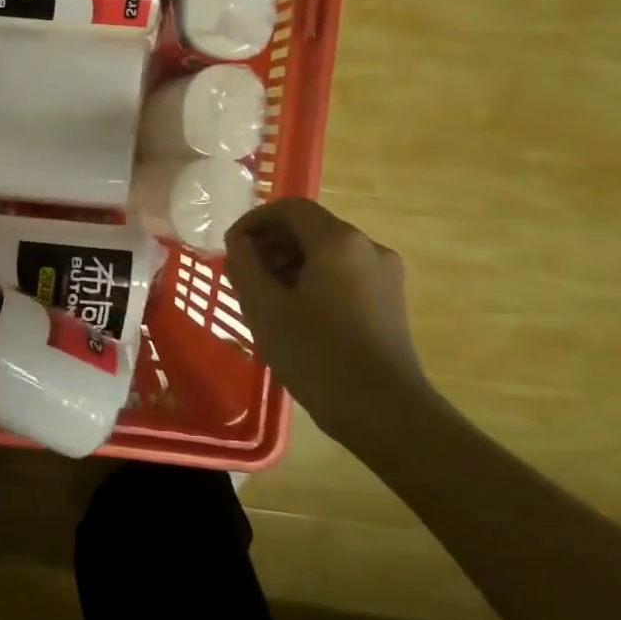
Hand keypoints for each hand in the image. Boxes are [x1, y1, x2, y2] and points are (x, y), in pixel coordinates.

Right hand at [224, 198, 432, 430]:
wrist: (384, 411)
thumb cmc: (317, 354)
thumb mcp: (265, 308)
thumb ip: (245, 265)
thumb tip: (239, 242)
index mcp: (338, 241)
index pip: (290, 208)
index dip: (254, 221)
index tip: (231, 247)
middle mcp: (367, 247)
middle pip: (310, 229)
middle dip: (271, 245)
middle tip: (242, 275)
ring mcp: (384, 274)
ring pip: (327, 253)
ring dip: (290, 264)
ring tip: (264, 297)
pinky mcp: (389, 300)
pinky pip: (343, 274)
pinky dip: (313, 280)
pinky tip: (294, 313)